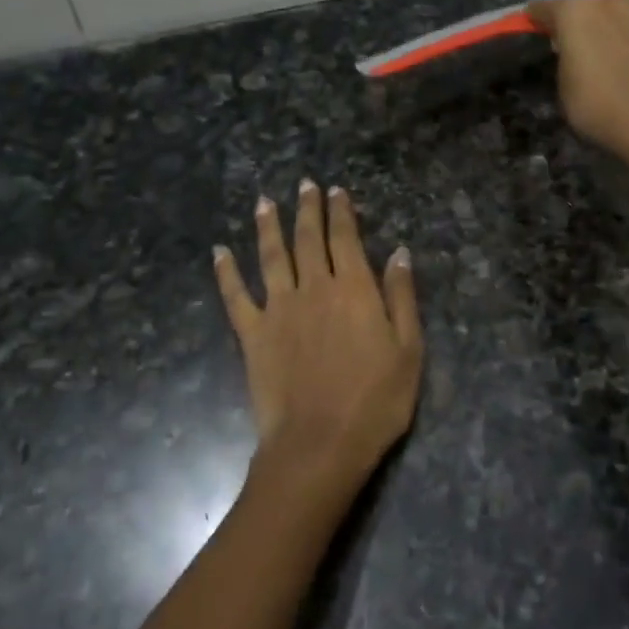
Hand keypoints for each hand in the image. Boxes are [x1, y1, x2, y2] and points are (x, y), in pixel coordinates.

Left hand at [214, 182, 422, 495]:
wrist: (319, 444)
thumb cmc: (375, 401)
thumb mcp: (408, 350)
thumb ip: (401, 297)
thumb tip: (399, 252)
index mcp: (353, 289)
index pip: (345, 238)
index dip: (340, 212)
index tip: (336, 191)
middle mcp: (313, 288)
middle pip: (308, 239)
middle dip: (307, 208)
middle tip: (304, 184)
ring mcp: (278, 309)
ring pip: (271, 256)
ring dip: (267, 226)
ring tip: (264, 202)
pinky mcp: (253, 334)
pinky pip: (236, 296)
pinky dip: (226, 272)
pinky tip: (219, 252)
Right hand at [527, 0, 628, 157]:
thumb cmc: (599, 106)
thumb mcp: (565, 88)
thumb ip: (566, 60)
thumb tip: (576, 53)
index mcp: (577, 12)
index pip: (546, 8)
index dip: (538, 19)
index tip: (535, 28)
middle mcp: (613, 3)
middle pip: (590, 6)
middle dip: (584, 22)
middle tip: (582, 47)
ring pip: (626, 17)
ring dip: (619, 30)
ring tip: (620, 59)